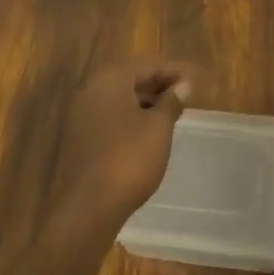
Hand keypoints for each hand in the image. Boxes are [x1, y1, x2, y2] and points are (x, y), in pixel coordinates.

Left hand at [50, 61, 194, 224]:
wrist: (88, 208)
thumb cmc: (129, 159)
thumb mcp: (158, 128)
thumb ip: (172, 101)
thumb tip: (184, 84)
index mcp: (111, 78)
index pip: (149, 66)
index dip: (175, 71)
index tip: (196, 78)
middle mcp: (91, 88)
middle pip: (131, 79)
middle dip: (159, 85)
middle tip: (185, 94)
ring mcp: (80, 113)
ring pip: (119, 99)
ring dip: (145, 102)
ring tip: (170, 112)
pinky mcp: (77, 137)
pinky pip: (109, 116)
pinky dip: (130, 117)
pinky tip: (147, 131)